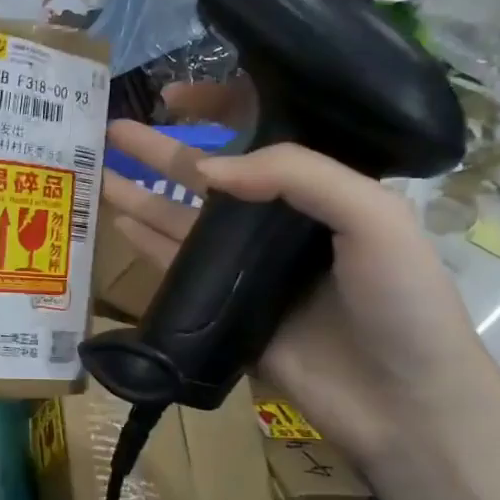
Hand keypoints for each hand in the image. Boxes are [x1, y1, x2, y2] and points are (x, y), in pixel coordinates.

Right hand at [103, 117, 488, 469]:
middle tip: (112, 128)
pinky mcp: (224, 306)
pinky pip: (177, 265)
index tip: (173, 97)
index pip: (263, 133)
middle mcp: (279, 220)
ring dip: (141, 193)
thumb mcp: (373, 216)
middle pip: (209, 175)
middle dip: (161, 150)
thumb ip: (296, 175)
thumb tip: (203, 171)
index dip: (218, 109)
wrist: (401, 402)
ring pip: (183, 218)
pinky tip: (117, 220)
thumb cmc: (401, 301)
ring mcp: (247, 266)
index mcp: (321, 188)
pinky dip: (147, 242)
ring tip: (98, 170)